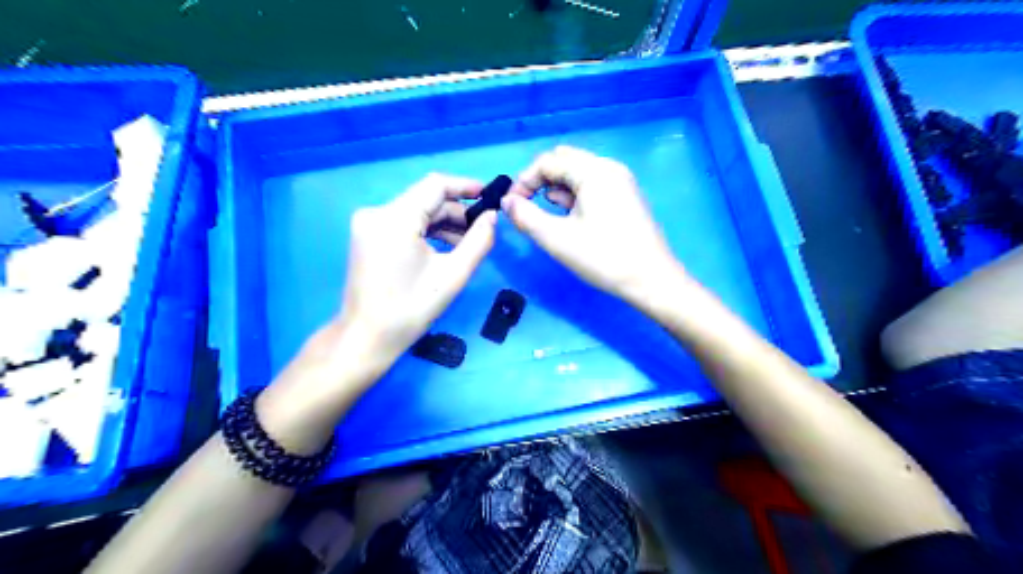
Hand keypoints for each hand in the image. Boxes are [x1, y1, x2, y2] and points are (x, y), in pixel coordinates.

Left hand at [336, 172, 496, 364]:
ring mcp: (369, 224)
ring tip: (468, 243)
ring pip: (416, 211)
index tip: (490, 196)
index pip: (435, 185)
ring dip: (443, 223)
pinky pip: (404, 223)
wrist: (366, 338)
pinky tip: (445, 248)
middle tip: (483, 229)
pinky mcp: (368, 235)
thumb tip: (493, 216)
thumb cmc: (410, 310)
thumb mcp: (452, 275)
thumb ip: (478, 241)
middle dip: (456, 211)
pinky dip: (426, 231)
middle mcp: (377, 213)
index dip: (465, 186)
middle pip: (425, 199)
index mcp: (395, 218)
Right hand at [503, 147, 686, 301]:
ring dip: (557, 189)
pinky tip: (570, 219)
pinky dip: (575, 196)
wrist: (651, 280)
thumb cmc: (603, 258)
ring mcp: (621, 181)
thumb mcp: (557, 239)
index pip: (548, 161)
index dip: (524, 181)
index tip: (512, 206)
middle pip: (564, 161)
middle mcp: (609, 168)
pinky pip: (593, 185)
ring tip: (548, 218)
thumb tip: (507, 202)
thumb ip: (526, 216)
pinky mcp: (626, 196)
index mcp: (593, 171)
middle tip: (528, 208)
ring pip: (578, 173)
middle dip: (540, 181)